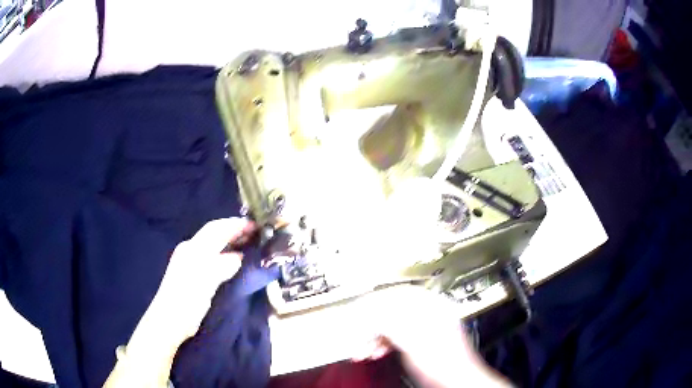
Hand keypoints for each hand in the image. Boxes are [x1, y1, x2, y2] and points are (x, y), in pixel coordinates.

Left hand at [104, 218, 254, 387]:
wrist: (169, 320)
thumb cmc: (186, 300)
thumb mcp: (206, 282)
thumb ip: (223, 265)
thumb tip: (239, 257)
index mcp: (193, 249)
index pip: (217, 229)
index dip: (236, 225)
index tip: (255, 225)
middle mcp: (191, 250)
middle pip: (215, 234)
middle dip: (234, 230)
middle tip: (256, 232)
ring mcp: (190, 261)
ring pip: (214, 244)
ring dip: (231, 241)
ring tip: (249, 243)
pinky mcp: (193, 273)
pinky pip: (213, 256)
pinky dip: (226, 253)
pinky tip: (235, 260)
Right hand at [352, 286, 510, 387]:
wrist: (456, 381)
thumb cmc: (444, 363)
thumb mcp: (414, 341)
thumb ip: (392, 324)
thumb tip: (371, 312)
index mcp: (433, 307)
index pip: (399, 294)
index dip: (377, 300)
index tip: (360, 307)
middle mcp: (430, 314)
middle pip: (393, 310)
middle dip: (372, 323)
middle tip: (358, 333)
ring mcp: (426, 328)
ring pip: (393, 325)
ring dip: (375, 336)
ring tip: (362, 348)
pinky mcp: (421, 342)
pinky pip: (397, 336)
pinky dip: (383, 343)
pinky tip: (375, 351)